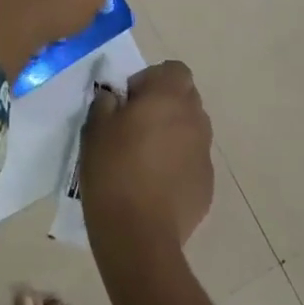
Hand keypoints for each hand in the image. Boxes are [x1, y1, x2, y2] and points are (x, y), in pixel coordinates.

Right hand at [80, 60, 212, 250]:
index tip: (129, 102)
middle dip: (163, 106)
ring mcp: (204, 153)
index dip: (151, 80)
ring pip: (190, 130)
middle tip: (134, 127)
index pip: (174, 70)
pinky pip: (191, 161)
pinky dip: (177, 164)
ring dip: (172, 134)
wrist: (138, 234)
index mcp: (169, 97)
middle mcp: (195, 119)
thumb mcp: (95, 128)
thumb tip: (115, 97)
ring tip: (144, 159)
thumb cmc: (114, 170)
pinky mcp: (207, 184)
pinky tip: (155, 185)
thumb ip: (106, 102)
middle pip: (185, 98)